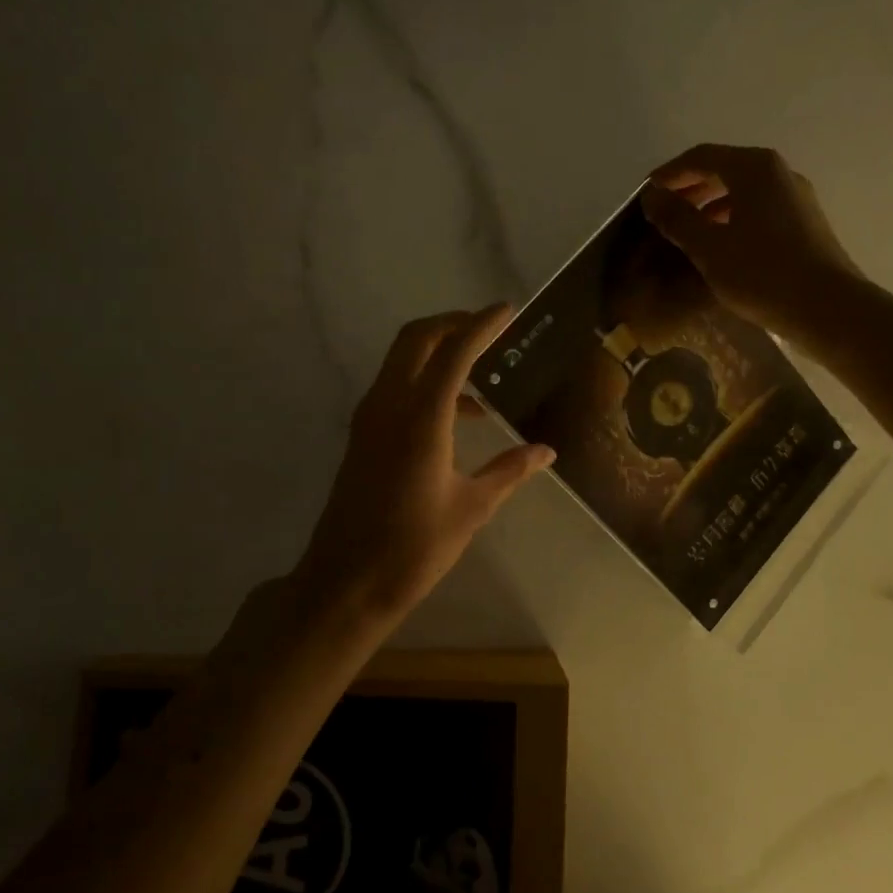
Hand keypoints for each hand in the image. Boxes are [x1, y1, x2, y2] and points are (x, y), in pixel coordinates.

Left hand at [292, 305, 554, 626]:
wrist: (345, 582)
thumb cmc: (413, 548)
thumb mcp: (471, 508)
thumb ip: (509, 471)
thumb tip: (546, 451)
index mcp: (421, 419)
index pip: (454, 352)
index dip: (482, 325)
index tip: (508, 310)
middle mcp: (389, 406)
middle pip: (417, 339)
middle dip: (453, 323)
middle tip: (488, 328)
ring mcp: (370, 418)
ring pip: (401, 360)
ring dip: (438, 351)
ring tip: (483, 373)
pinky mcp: (363, 434)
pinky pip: (395, 386)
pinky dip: (426, 380)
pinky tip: (459, 414)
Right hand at [641, 144, 862, 342]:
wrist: (828, 308)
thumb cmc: (762, 273)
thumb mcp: (709, 248)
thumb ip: (677, 218)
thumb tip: (652, 196)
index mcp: (754, 169)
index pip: (701, 157)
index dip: (670, 173)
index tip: (646, 192)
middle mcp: (778, 173)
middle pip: (725, 169)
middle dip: (690, 187)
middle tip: (663, 210)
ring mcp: (796, 197)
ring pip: (743, 190)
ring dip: (711, 204)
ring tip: (686, 229)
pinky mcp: (805, 223)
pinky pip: (759, 209)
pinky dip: (733, 217)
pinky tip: (720, 244)